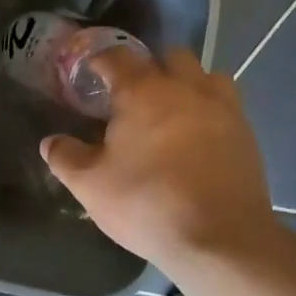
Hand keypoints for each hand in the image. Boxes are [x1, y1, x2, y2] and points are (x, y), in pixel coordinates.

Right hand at [42, 47, 281, 271]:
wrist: (221, 240)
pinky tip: (198, 137)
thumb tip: (50, 141)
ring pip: (205, 75)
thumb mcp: (91, 186)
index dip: (100, 61)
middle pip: (169, 56)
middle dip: (150, 68)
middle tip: (132, 97)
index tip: (89, 75)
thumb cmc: (148, 204)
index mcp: (143, 91)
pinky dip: (209, 110)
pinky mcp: (246, 132)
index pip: (117, 56)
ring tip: (171, 112)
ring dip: (187, 84)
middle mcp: (186, 87)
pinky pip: (226, 104)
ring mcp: (222, 107)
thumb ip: (66, 157)